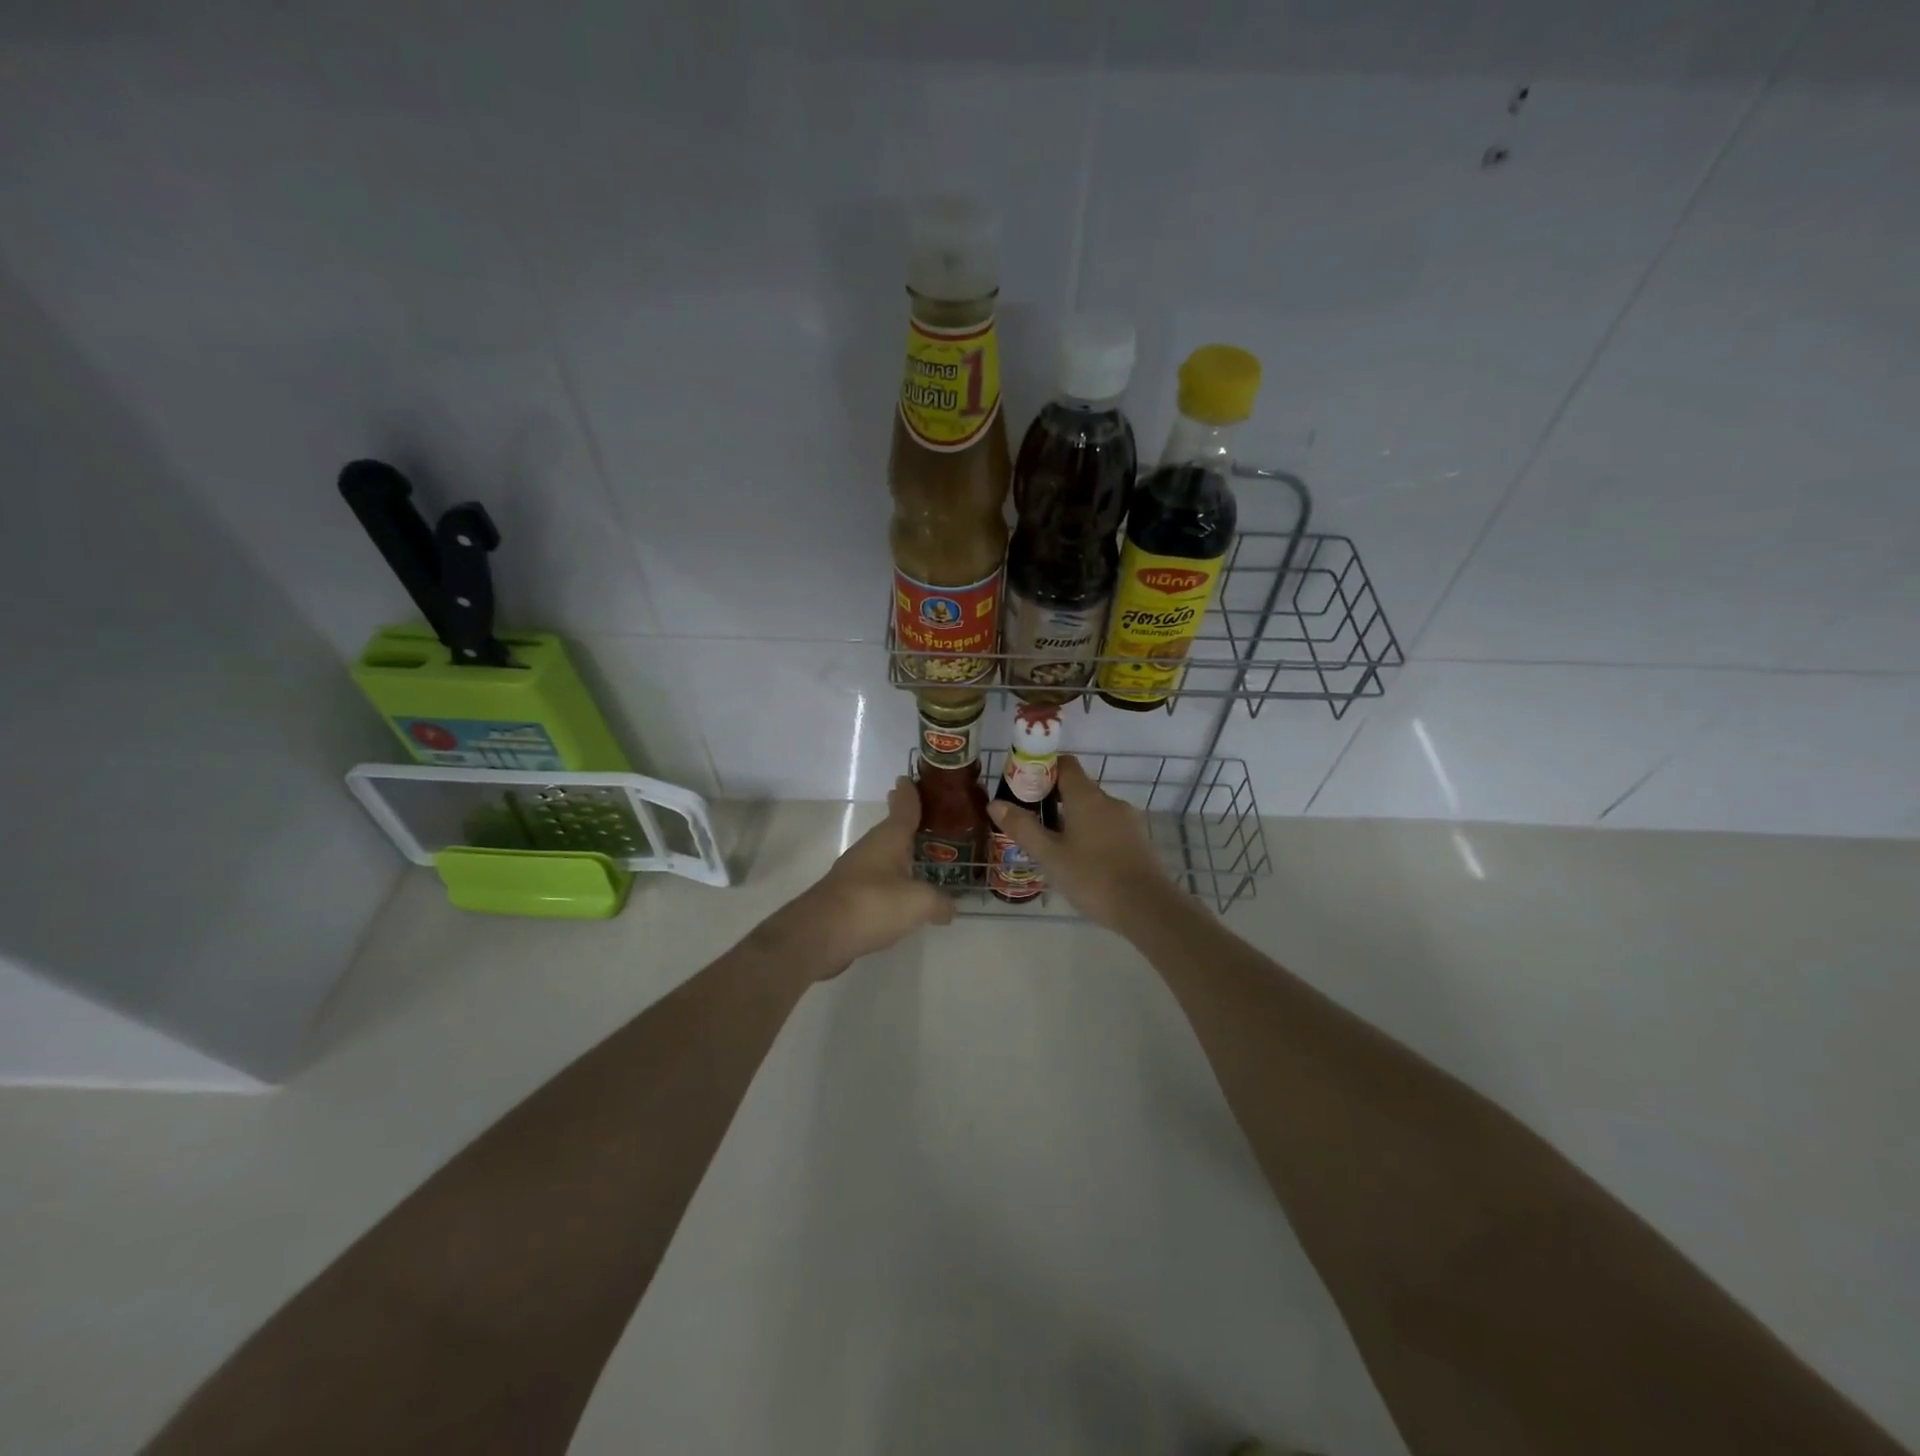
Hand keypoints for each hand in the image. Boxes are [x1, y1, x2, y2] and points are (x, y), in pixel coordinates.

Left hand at [764, 777, 954, 977]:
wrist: (820, 934)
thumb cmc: (873, 904)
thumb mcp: (918, 902)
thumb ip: (939, 902)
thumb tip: (949, 908)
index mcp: (888, 839)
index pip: (903, 809)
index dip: (909, 795)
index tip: (907, 778)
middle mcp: (870, 849)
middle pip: (890, 830)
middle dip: (902, 820)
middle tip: (918, 811)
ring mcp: (855, 873)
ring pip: (881, 855)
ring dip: (896, 851)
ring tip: (915, 852)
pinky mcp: (847, 897)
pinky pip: (876, 880)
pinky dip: (889, 879)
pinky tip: (899, 891)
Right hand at [986, 755, 1182, 932]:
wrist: (1147, 908)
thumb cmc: (1093, 877)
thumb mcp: (1050, 855)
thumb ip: (1022, 827)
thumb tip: (995, 803)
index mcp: (1087, 797)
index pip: (1064, 764)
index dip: (1043, 769)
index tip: (1023, 786)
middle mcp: (1109, 800)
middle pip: (1077, 787)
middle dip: (1053, 799)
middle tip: (1031, 821)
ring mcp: (1127, 820)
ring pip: (1093, 810)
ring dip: (1072, 819)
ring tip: (1052, 845)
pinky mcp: (1138, 840)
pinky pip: (1107, 827)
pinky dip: (1090, 834)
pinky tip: (1080, 861)